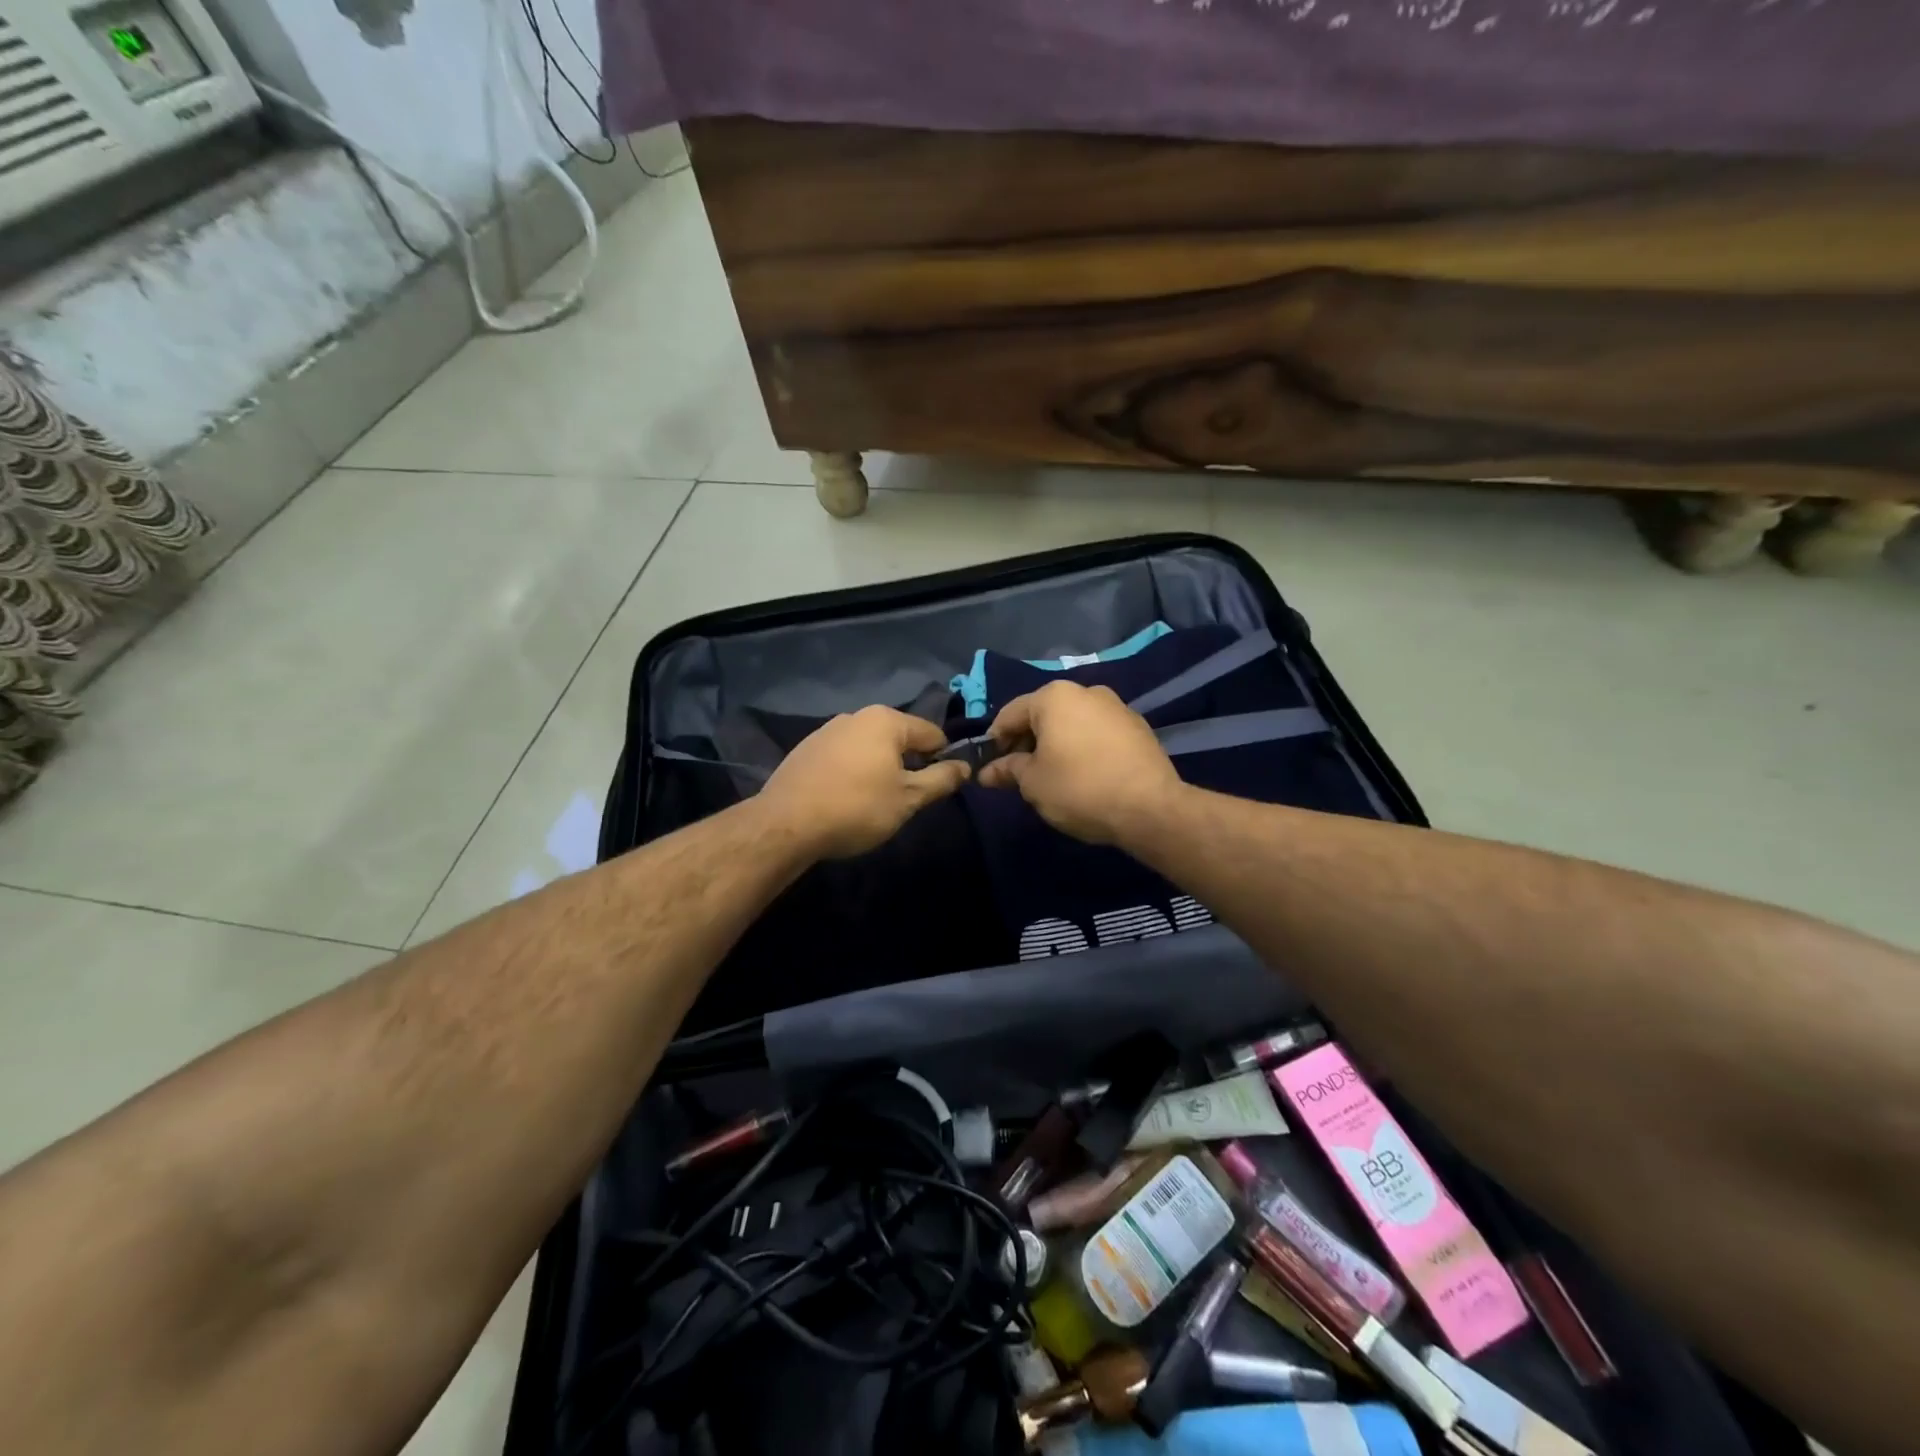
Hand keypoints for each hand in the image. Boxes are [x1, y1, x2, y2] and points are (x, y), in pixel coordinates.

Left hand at [759, 706, 970, 859]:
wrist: (786, 824)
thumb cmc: (857, 807)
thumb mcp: (908, 799)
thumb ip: (941, 779)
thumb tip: (965, 766)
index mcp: (886, 720)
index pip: (932, 733)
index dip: (943, 759)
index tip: (939, 787)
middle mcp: (856, 715)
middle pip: (899, 738)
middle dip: (908, 764)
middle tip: (906, 799)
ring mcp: (827, 729)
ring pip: (870, 747)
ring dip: (879, 768)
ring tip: (874, 801)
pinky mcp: (806, 748)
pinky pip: (844, 756)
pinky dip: (853, 771)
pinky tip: (845, 798)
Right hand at [976, 681, 1181, 845]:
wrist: (1150, 807)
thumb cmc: (1079, 788)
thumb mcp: (1033, 783)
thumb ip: (1008, 770)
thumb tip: (987, 772)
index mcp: (1054, 696)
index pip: (1010, 714)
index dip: (995, 741)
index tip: (990, 767)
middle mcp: (1086, 691)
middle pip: (1043, 715)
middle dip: (1026, 742)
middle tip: (1018, 774)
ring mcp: (1116, 706)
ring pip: (1072, 723)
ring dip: (1056, 744)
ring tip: (1051, 776)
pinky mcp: (1137, 727)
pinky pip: (1097, 733)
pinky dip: (1083, 747)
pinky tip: (1083, 774)